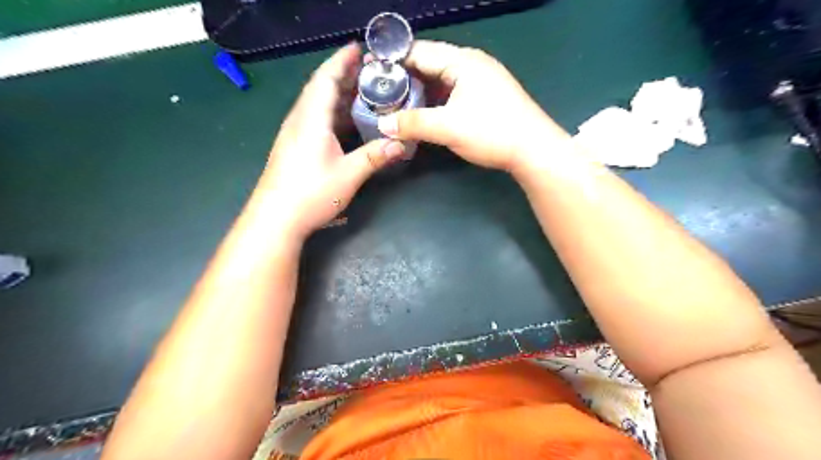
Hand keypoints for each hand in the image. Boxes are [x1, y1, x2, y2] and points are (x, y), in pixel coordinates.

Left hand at [256, 43, 406, 237]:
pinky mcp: (294, 147)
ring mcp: (294, 134)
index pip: (326, 79)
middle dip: (343, 75)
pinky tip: (346, 121)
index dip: (342, 61)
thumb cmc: (311, 193)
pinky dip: (332, 112)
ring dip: (338, 94)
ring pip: (317, 104)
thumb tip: (401, 144)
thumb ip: (375, 157)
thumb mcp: (349, 175)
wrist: (275, 219)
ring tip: (362, 91)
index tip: (359, 49)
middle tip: (369, 71)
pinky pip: (315, 119)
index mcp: (311, 120)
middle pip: (320, 88)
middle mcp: (300, 120)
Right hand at [374, 39, 571, 171]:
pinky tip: (422, 112)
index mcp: (462, 61)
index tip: (369, 72)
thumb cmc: (491, 132)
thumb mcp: (448, 127)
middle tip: (379, 92)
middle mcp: (471, 63)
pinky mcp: (485, 96)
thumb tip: (382, 125)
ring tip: (395, 104)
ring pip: (440, 80)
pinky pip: (452, 92)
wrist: (533, 150)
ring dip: (419, 91)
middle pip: (429, 64)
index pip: (419, 52)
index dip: (392, 61)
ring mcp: (480, 79)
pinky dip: (435, 100)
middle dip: (404, 78)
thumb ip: (413, 123)